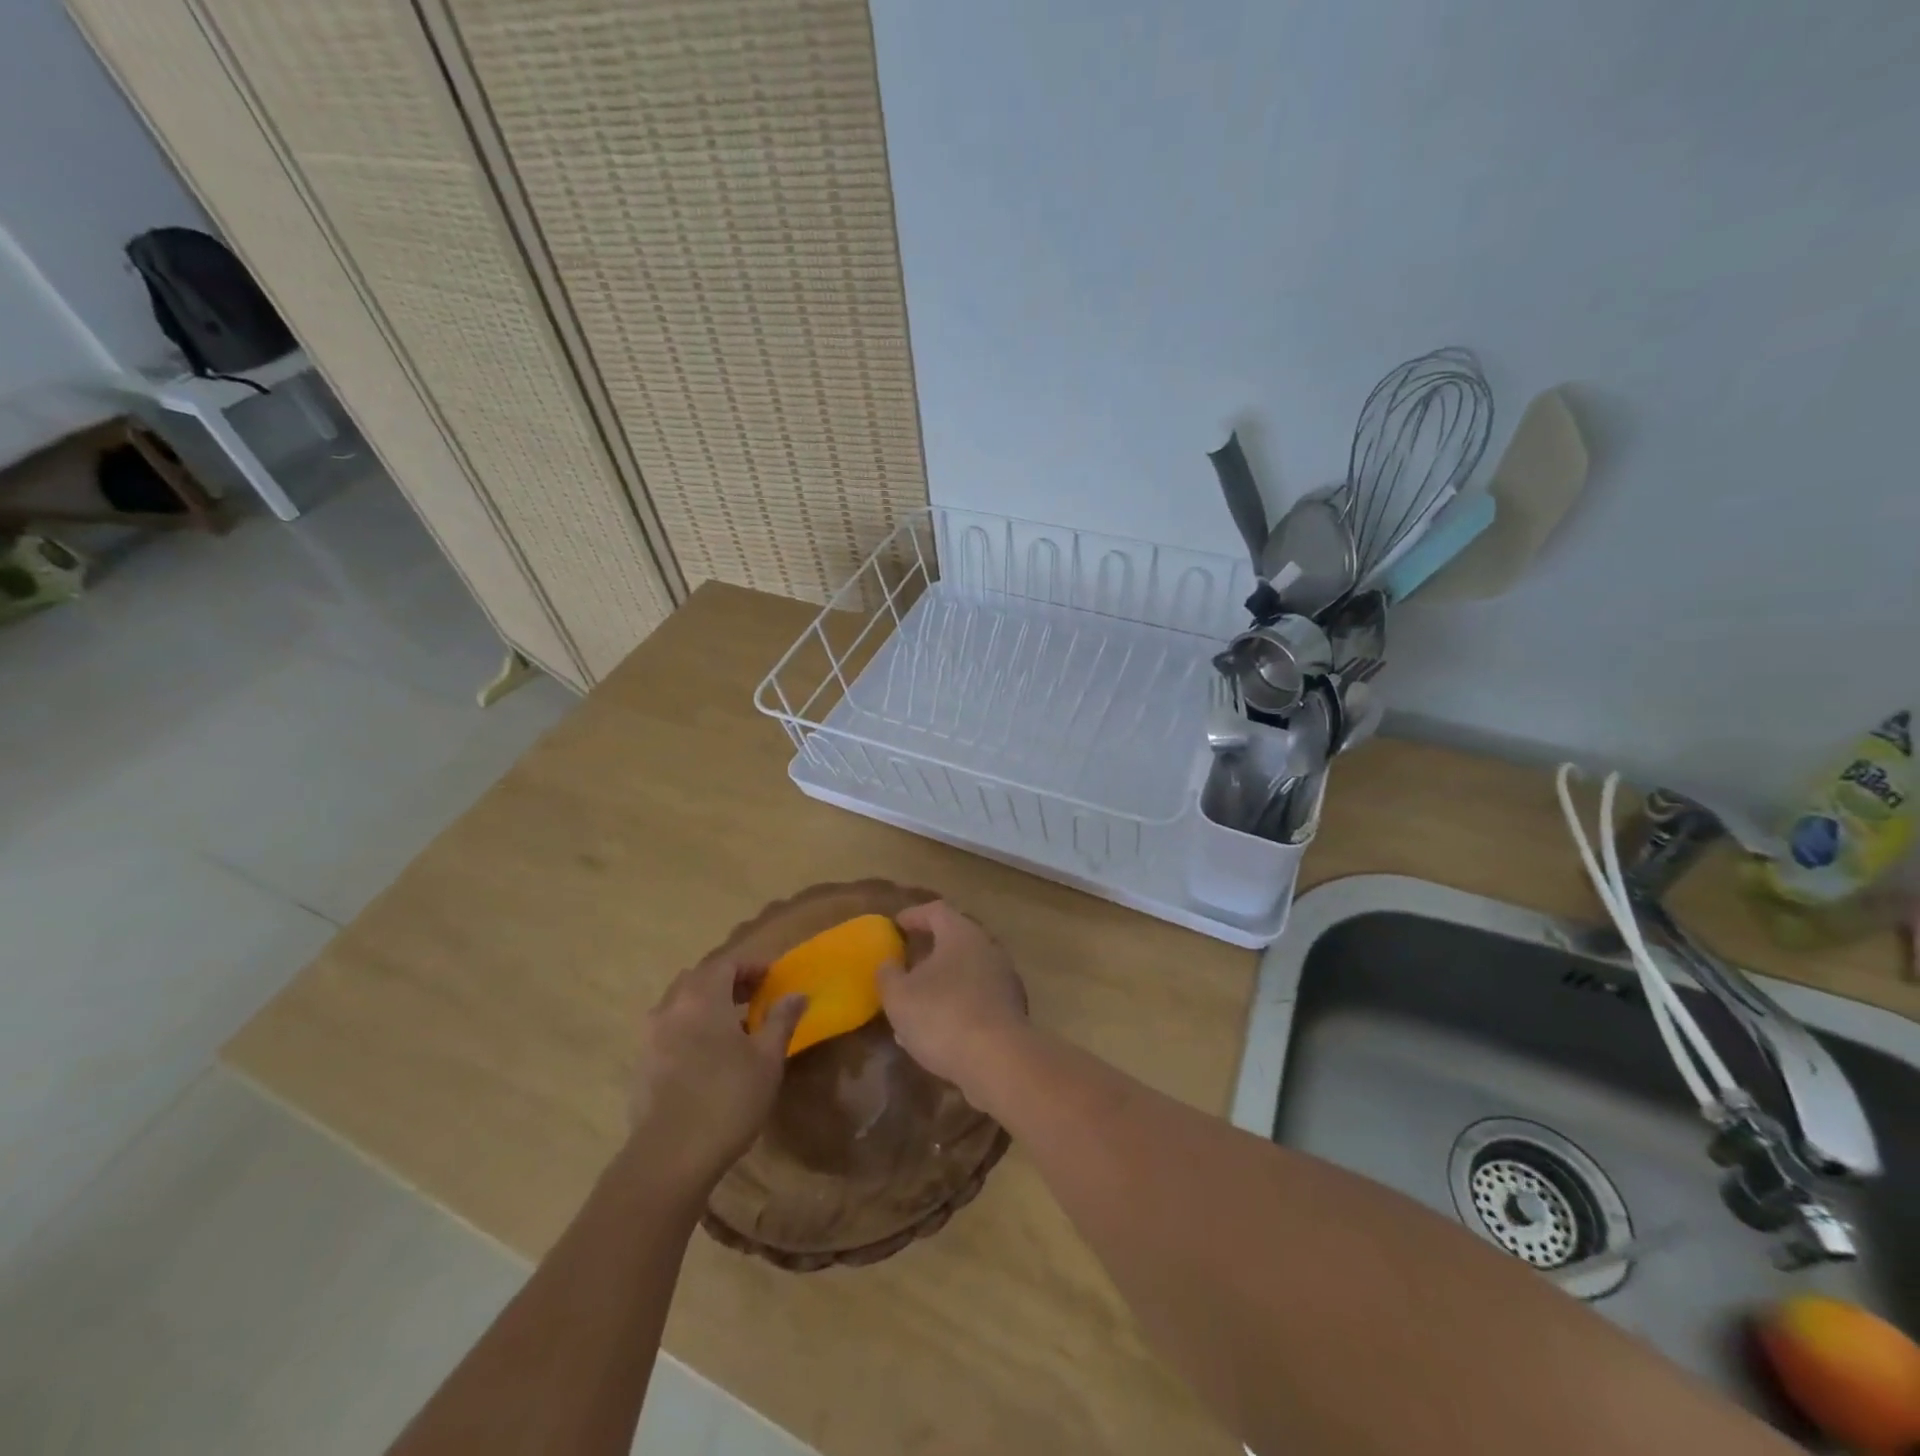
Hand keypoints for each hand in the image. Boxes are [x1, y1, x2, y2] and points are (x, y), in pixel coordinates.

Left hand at [628, 958, 805, 1192]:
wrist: (670, 1157)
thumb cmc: (728, 1098)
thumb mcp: (767, 1059)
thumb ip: (781, 1019)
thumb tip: (797, 994)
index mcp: (703, 997)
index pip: (727, 964)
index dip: (751, 966)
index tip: (772, 977)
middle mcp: (672, 1007)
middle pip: (699, 978)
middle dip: (727, 981)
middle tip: (753, 996)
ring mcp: (651, 1036)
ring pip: (679, 1002)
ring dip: (705, 1003)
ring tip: (730, 1025)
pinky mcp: (642, 1064)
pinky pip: (668, 1028)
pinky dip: (689, 1027)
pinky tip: (706, 1054)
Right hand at [880, 900, 1027, 1097]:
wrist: (999, 1061)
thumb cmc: (943, 1016)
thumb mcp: (899, 996)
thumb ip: (888, 975)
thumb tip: (888, 964)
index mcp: (961, 934)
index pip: (936, 911)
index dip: (914, 916)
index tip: (896, 925)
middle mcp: (987, 948)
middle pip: (955, 939)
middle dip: (929, 950)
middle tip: (906, 963)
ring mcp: (1003, 978)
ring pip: (966, 971)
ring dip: (941, 982)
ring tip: (916, 1002)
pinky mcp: (1010, 1009)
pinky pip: (976, 997)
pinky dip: (956, 1004)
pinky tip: (937, 1029)